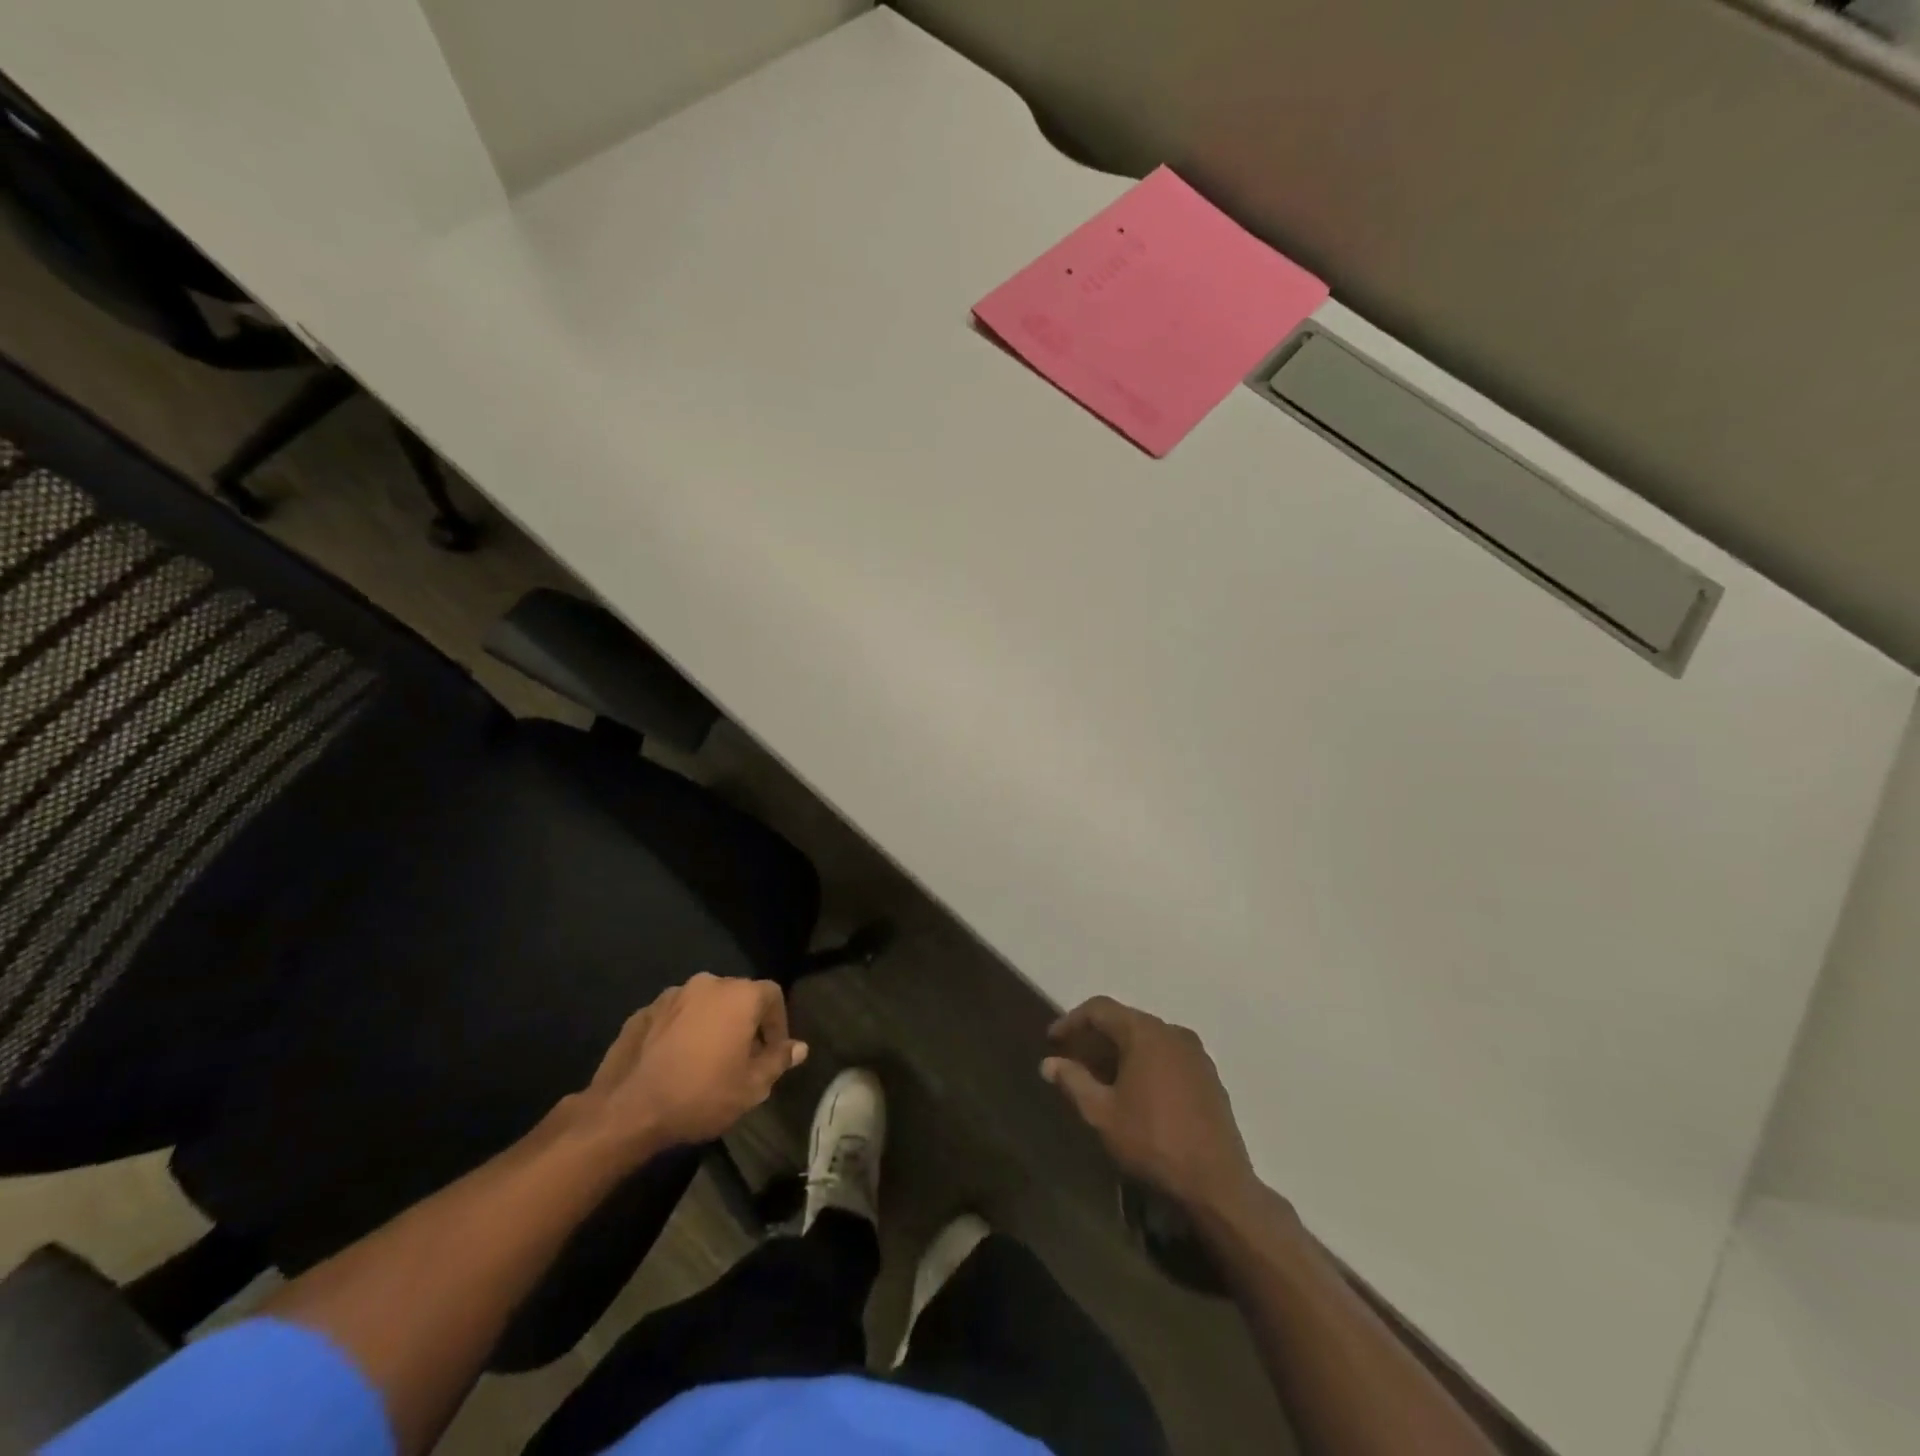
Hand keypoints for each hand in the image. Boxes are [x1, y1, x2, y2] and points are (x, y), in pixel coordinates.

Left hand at [579, 973, 807, 1154]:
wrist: (627, 1110)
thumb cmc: (700, 1095)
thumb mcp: (751, 1087)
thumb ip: (778, 1061)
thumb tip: (799, 1047)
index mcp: (739, 995)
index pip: (772, 995)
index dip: (777, 1023)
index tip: (772, 1052)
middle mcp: (707, 984)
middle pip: (737, 996)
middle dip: (744, 1022)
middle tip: (742, 1058)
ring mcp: (671, 995)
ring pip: (703, 1004)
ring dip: (711, 1024)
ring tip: (706, 1060)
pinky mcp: (642, 1012)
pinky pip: (674, 1016)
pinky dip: (681, 1031)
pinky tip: (675, 1061)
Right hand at [1042, 995, 1258, 1214]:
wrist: (1217, 1184)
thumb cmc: (1152, 1141)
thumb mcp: (1102, 1114)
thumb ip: (1073, 1081)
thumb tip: (1048, 1063)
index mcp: (1145, 1032)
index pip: (1100, 1009)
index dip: (1072, 1020)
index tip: (1052, 1041)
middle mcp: (1172, 1032)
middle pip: (1125, 1021)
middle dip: (1096, 1037)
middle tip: (1074, 1060)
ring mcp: (1196, 1053)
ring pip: (1148, 1039)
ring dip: (1121, 1051)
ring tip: (1102, 1077)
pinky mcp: (1209, 1076)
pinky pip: (1168, 1055)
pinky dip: (1146, 1063)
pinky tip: (1137, 1091)